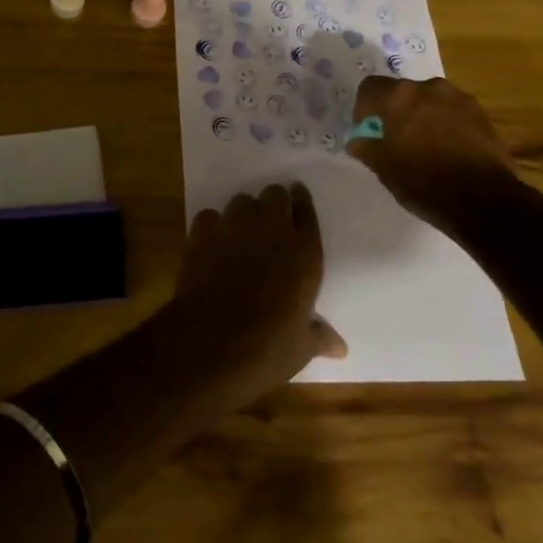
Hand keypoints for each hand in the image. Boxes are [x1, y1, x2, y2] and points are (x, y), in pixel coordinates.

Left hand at [165, 183, 346, 404]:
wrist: (212, 344)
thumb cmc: (268, 348)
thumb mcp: (301, 347)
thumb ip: (320, 336)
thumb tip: (340, 348)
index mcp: (304, 252)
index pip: (307, 211)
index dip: (301, 204)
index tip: (298, 202)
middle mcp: (272, 230)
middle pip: (275, 194)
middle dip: (273, 204)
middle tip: (270, 222)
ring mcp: (235, 227)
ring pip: (241, 200)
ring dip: (243, 213)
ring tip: (241, 234)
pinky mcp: (202, 233)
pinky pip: (209, 216)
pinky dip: (212, 226)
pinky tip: (212, 243)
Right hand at [345, 76, 521, 231]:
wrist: (484, 200)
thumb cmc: (424, 182)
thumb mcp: (384, 169)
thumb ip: (366, 148)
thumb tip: (356, 140)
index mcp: (397, 97)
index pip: (369, 87)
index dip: (364, 108)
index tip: (368, 129)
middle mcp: (427, 88)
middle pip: (402, 91)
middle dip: (396, 111)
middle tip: (396, 139)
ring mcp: (458, 98)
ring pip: (429, 100)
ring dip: (422, 115)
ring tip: (425, 145)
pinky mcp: (481, 113)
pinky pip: (452, 111)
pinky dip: (445, 123)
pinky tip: (448, 149)